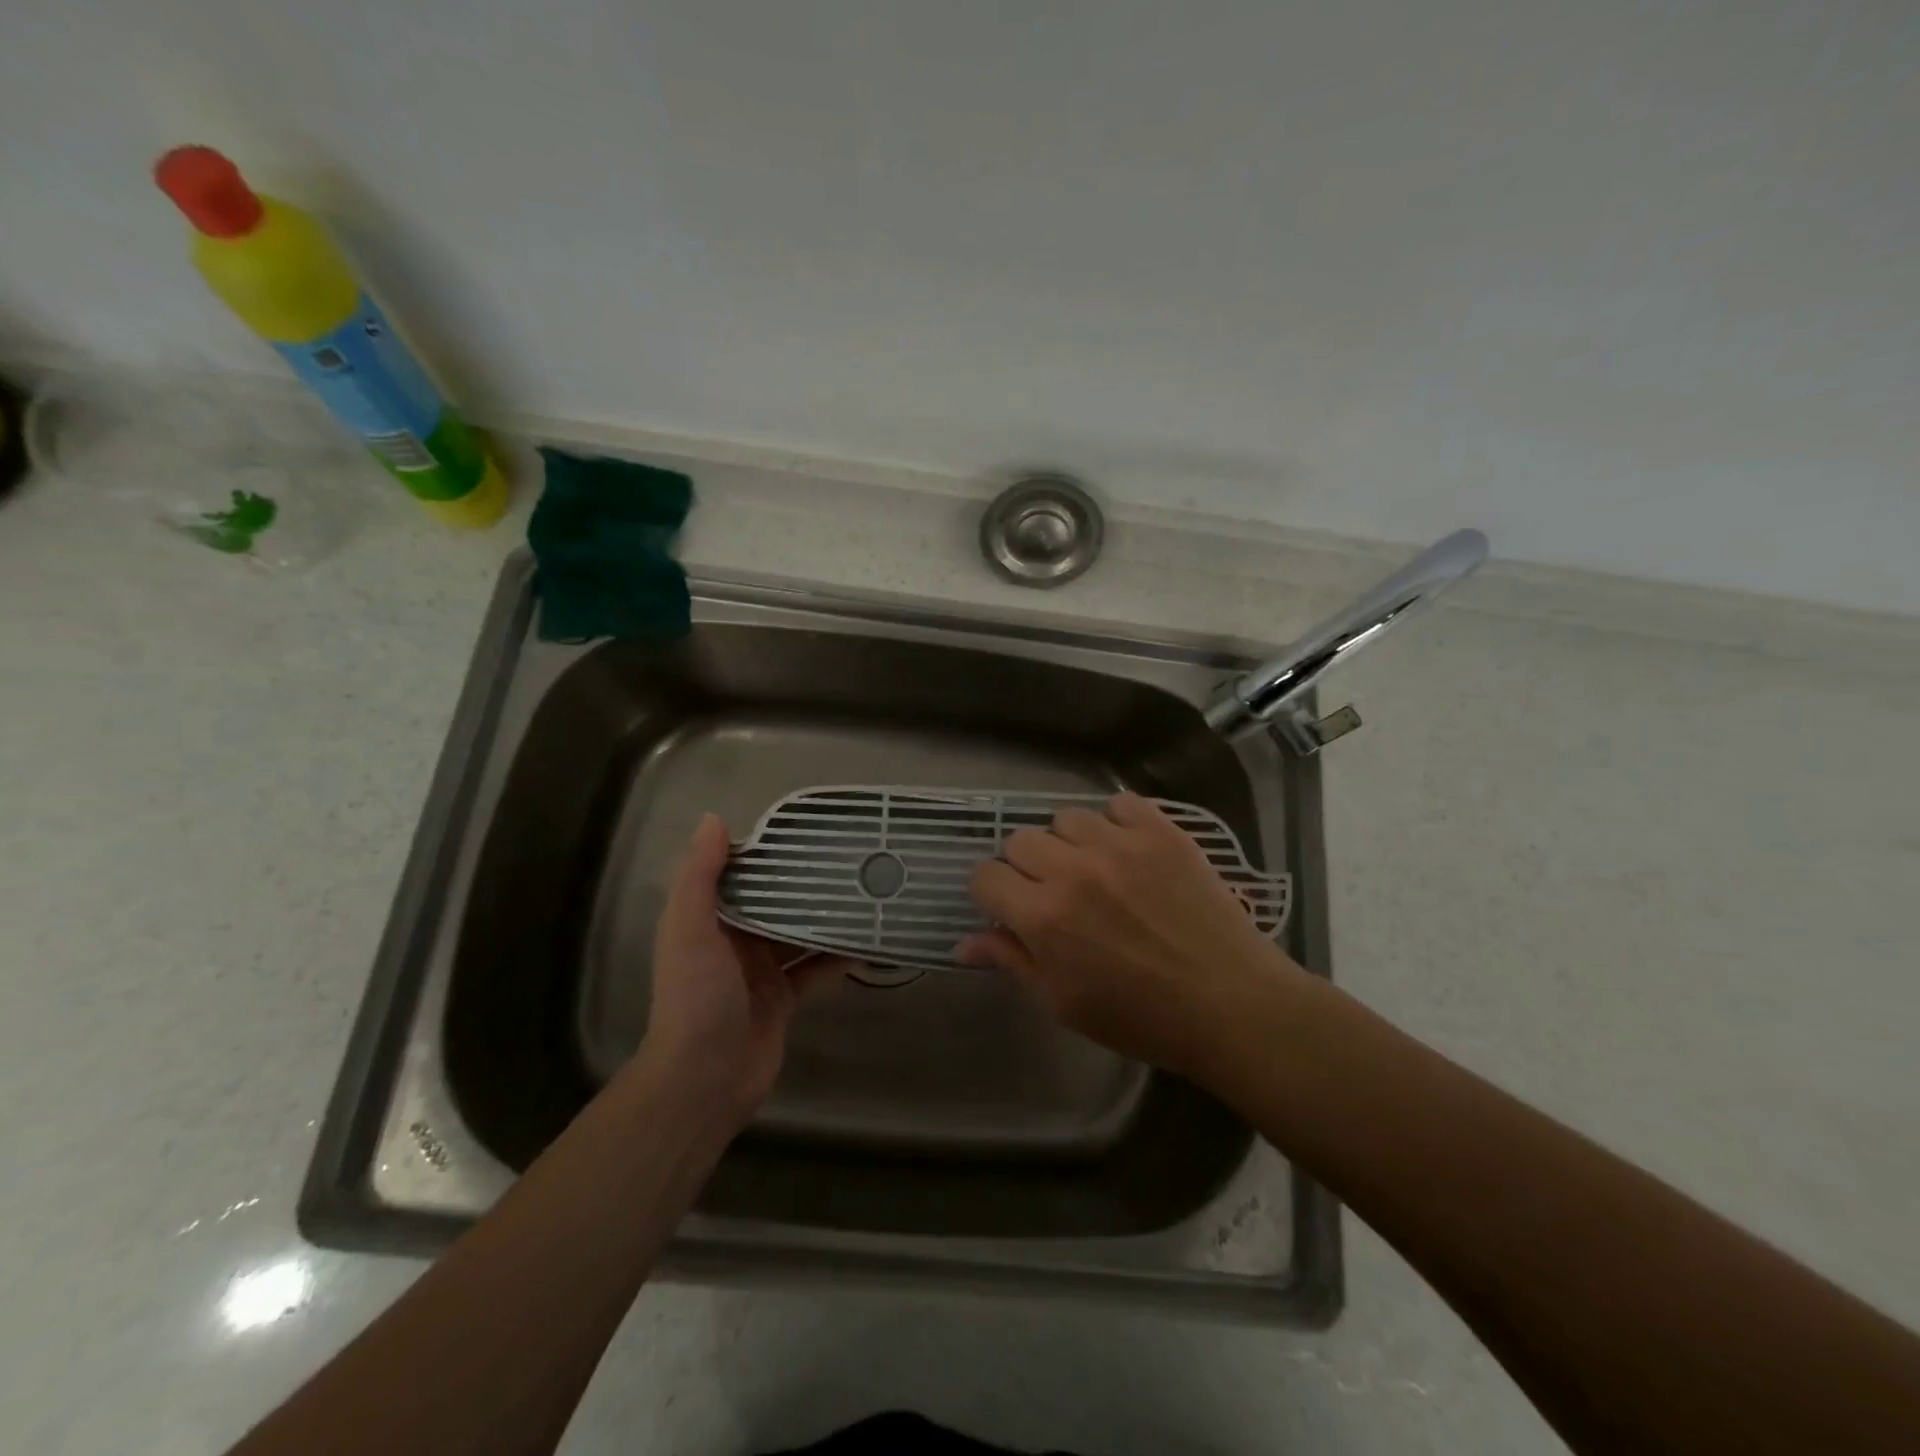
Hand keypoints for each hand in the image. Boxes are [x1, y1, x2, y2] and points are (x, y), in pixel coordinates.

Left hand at [639, 813, 847, 1123]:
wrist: (704, 1078)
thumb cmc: (696, 995)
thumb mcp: (689, 928)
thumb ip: (699, 876)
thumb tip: (714, 819)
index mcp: (708, 921)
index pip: (739, 876)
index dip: (766, 854)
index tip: (804, 832)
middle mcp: (734, 942)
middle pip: (774, 904)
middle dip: (804, 885)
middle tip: (847, 859)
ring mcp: (761, 973)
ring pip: (798, 935)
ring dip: (824, 918)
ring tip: (863, 891)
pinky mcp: (784, 1000)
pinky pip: (815, 970)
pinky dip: (836, 957)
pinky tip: (865, 940)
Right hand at [959, 792, 1302, 1079]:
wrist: (1230, 1004)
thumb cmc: (1141, 1017)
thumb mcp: (1064, 1002)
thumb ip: (1012, 961)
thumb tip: (963, 944)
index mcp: (1043, 917)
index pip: (985, 876)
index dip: (991, 893)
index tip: (1009, 907)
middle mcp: (1073, 870)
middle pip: (1020, 840)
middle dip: (1026, 867)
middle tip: (1054, 893)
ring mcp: (1120, 845)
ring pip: (1066, 817)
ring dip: (1069, 843)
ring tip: (1094, 869)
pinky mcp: (1161, 832)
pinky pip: (1119, 804)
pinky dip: (1116, 822)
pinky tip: (1128, 851)